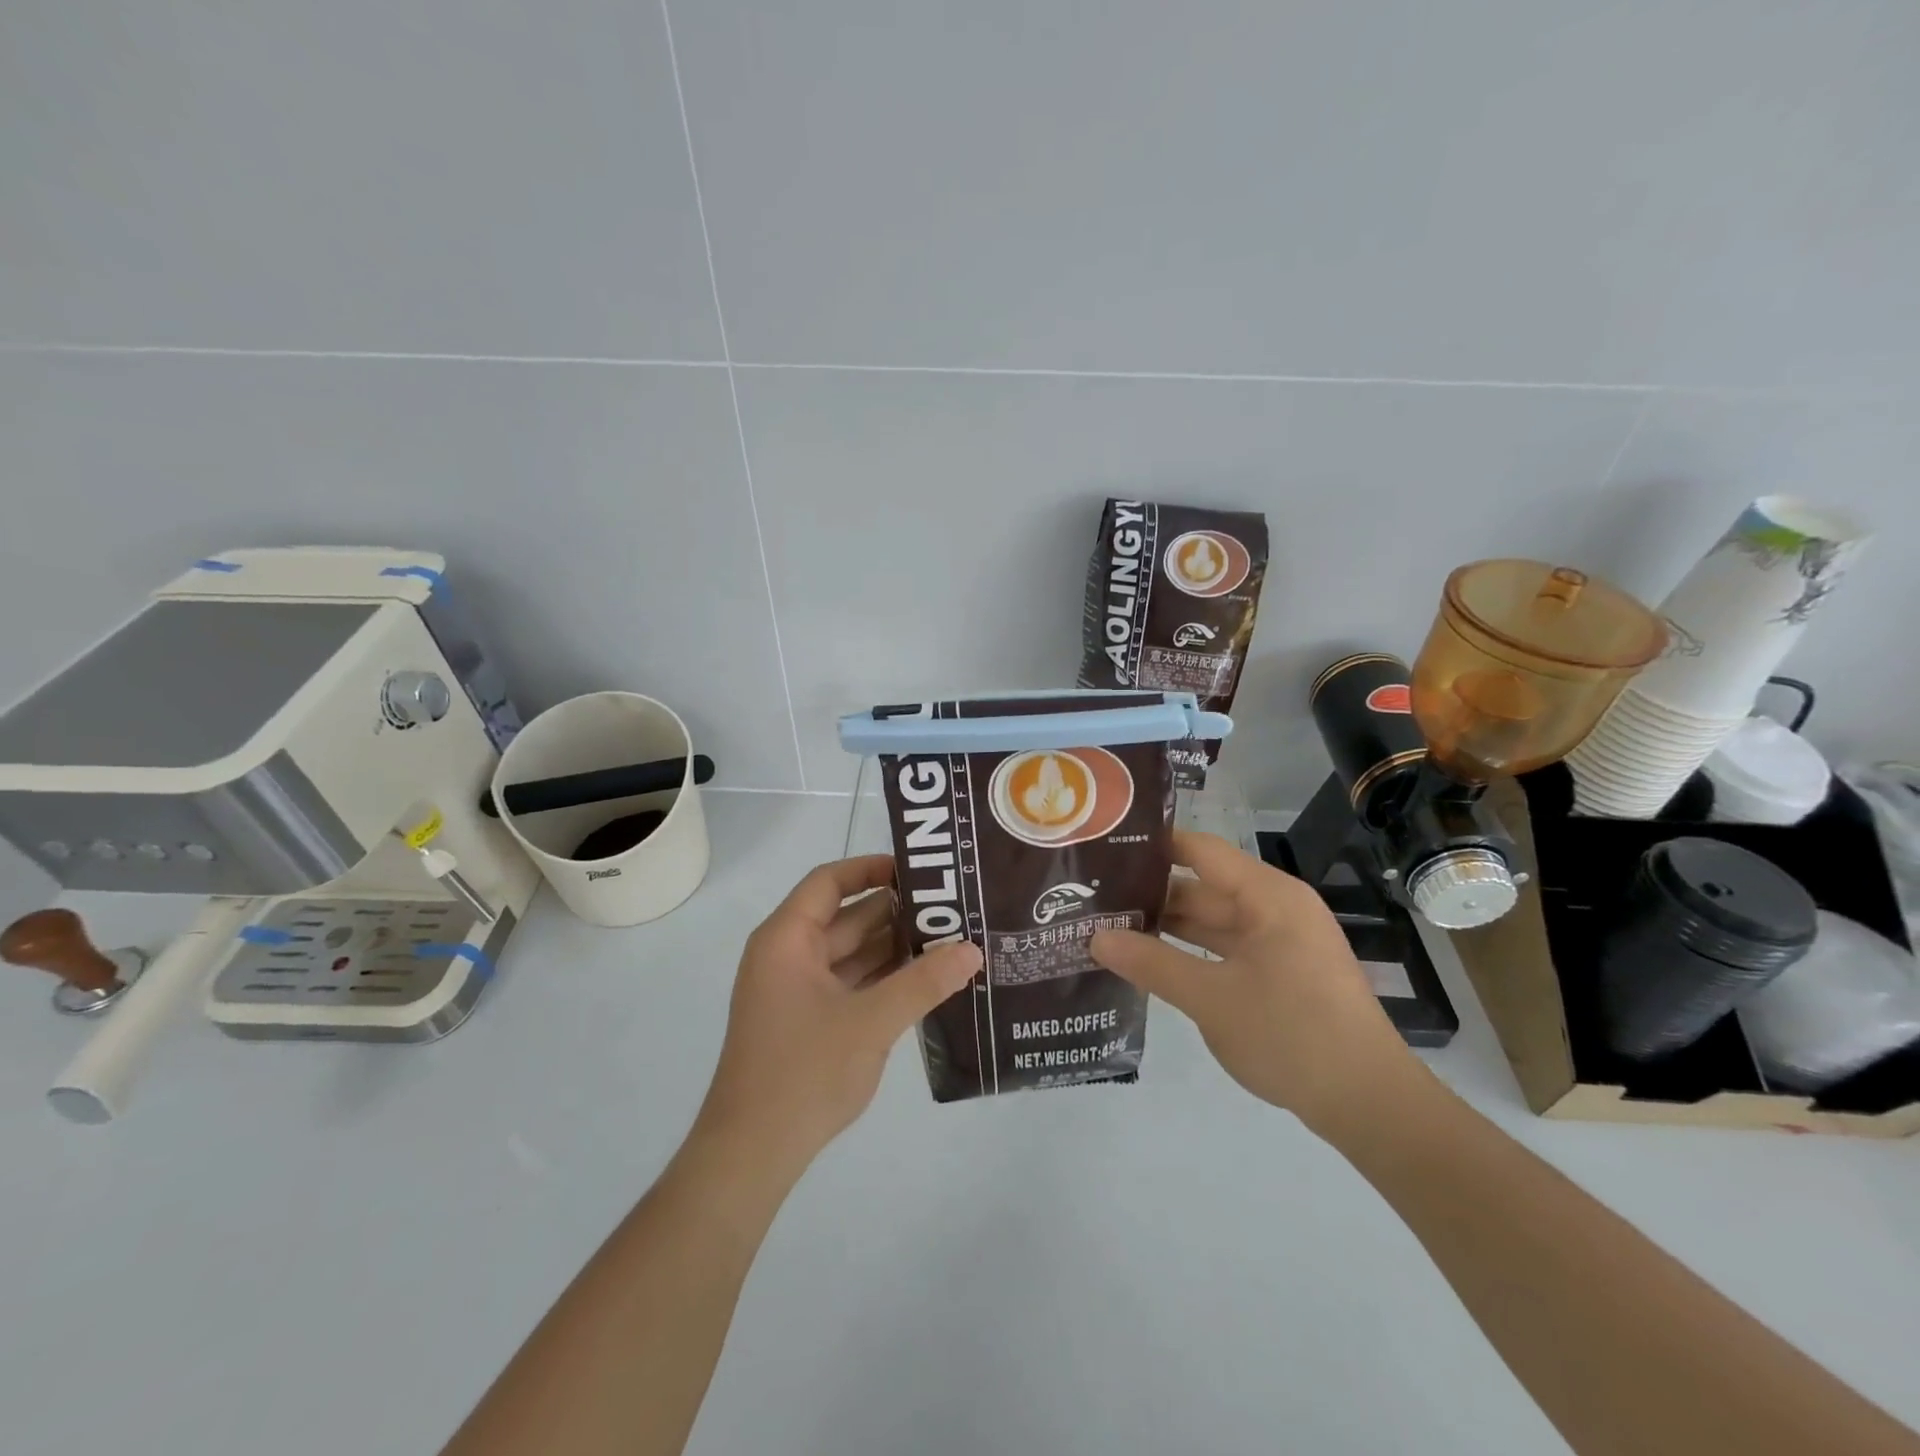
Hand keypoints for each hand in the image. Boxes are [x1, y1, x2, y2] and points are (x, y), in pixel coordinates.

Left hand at [696, 855, 981, 1173]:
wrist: (751, 1154)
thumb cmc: (804, 1072)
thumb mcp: (871, 1022)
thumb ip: (924, 983)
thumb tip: (972, 950)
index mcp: (787, 939)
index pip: (829, 882)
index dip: (871, 868)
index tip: (918, 871)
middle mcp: (789, 955)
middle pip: (846, 917)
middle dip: (897, 912)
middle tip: (952, 906)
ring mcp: (797, 990)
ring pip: (851, 953)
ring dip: (894, 948)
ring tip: (950, 938)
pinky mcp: (808, 1020)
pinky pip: (850, 983)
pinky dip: (883, 979)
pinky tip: (926, 980)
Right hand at [1089, 831, 1418, 1134]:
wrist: (1369, 1104)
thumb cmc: (1291, 1035)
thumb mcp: (1211, 999)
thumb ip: (1151, 963)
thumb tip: (1095, 937)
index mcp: (1267, 896)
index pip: (1199, 850)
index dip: (1152, 847)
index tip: (1103, 851)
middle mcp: (1275, 908)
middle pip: (1202, 887)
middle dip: (1151, 895)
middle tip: (1093, 900)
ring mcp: (1281, 941)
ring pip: (1212, 921)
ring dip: (1168, 927)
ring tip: (1110, 928)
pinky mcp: (1283, 972)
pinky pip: (1227, 948)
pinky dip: (1192, 952)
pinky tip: (1152, 962)